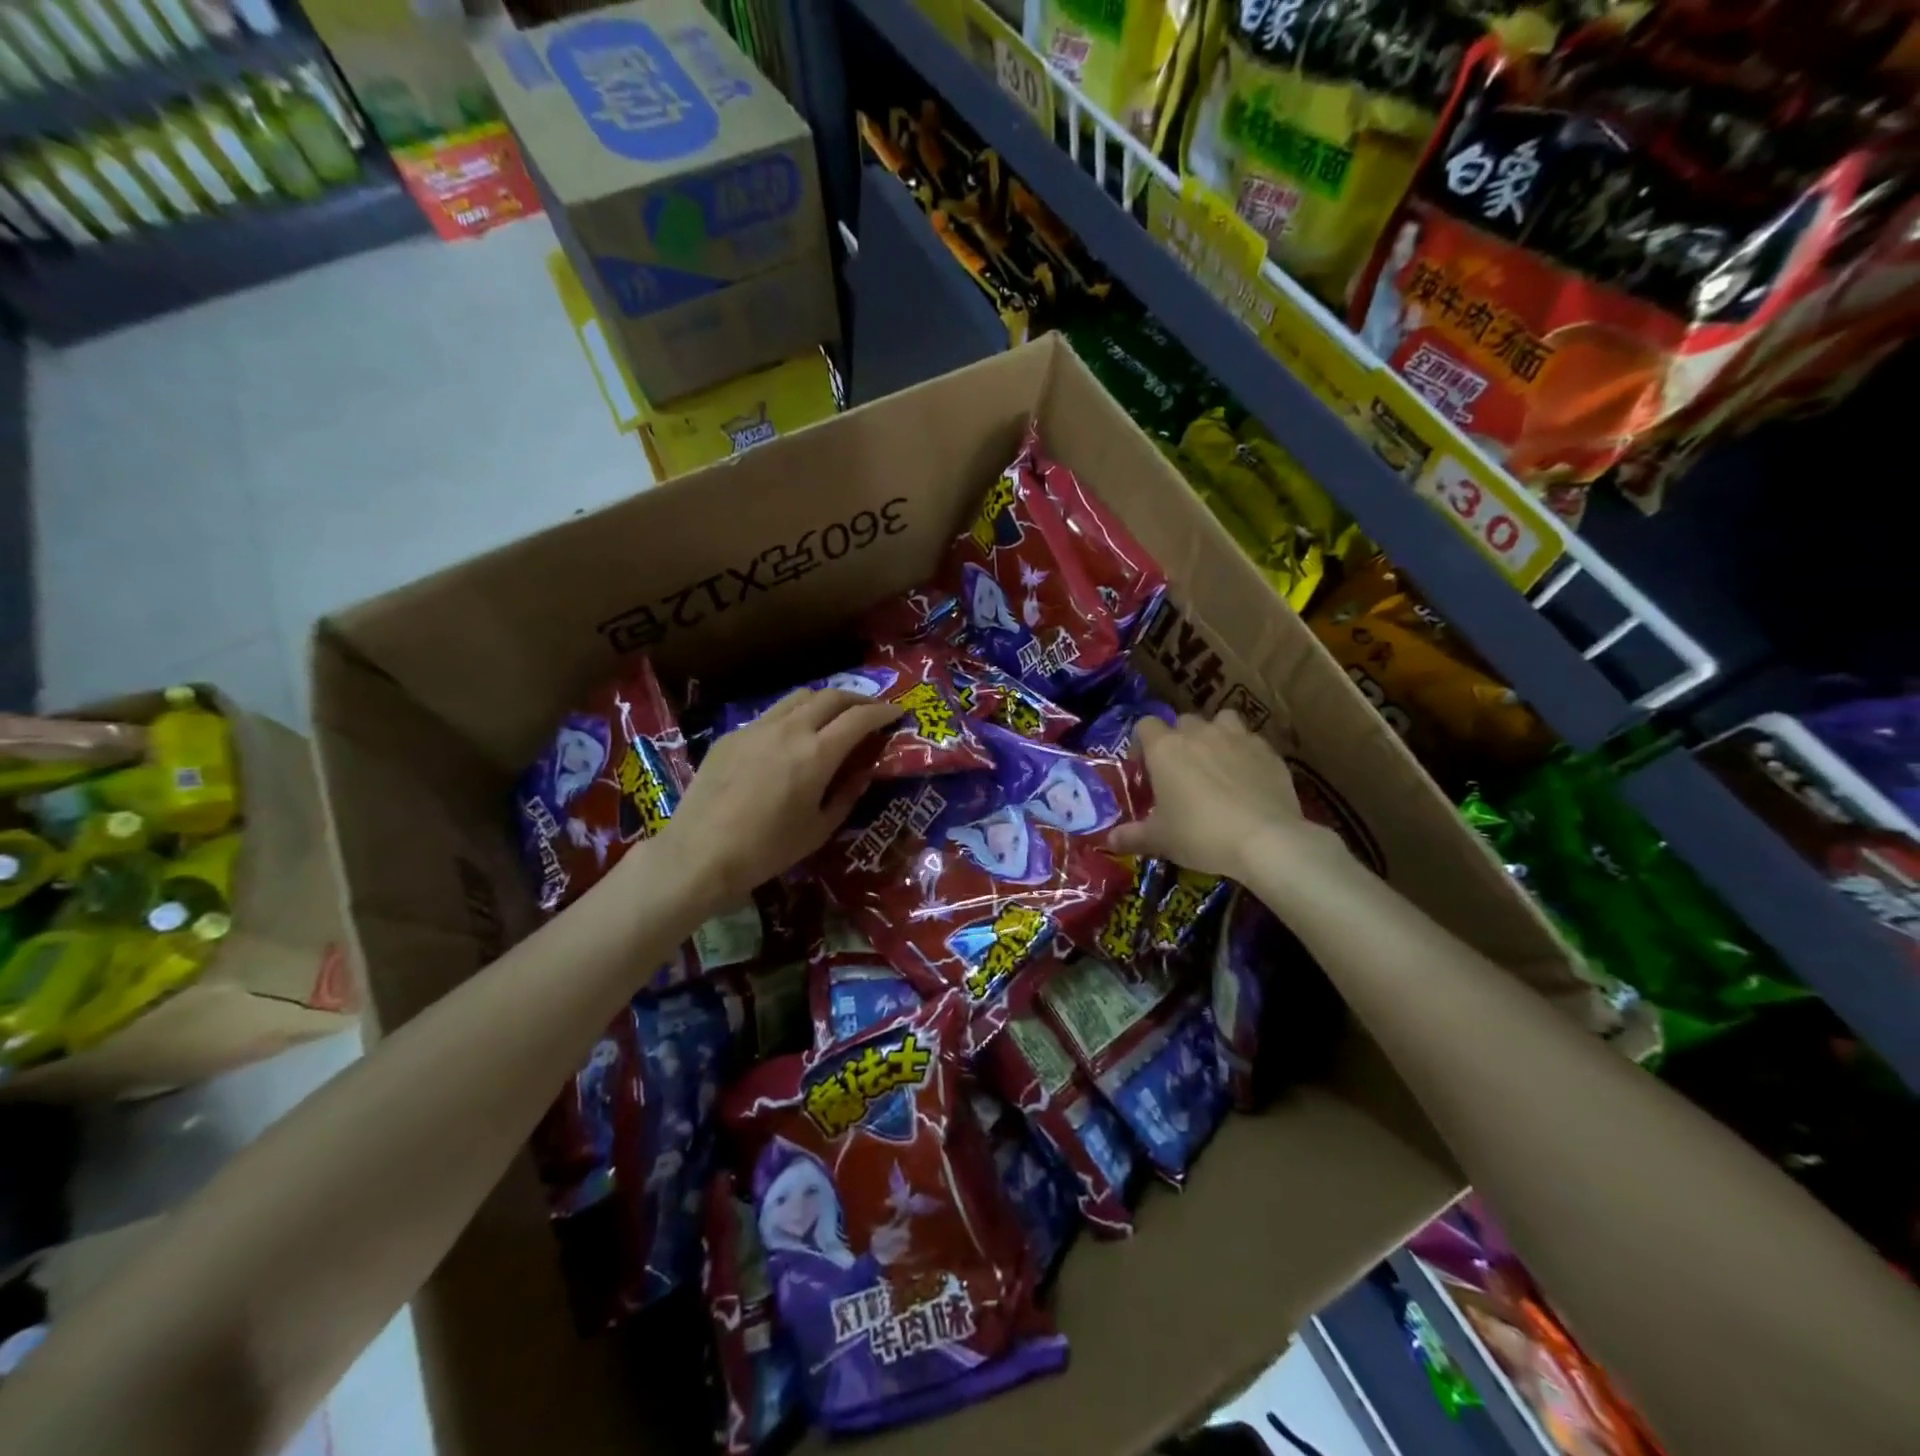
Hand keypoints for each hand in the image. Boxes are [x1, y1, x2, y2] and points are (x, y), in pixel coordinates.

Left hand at [659, 689, 901, 916]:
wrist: (700, 854)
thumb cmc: (767, 850)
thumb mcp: (819, 829)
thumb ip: (847, 795)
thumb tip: (862, 772)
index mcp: (817, 754)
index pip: (860, 718)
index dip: (883, 711)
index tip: (897, 713)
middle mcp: (790, 730)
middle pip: (831, 696)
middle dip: (857, 699)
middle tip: (870, 711)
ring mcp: (756, 728)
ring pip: (799, 697)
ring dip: (824, 701)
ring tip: (833, 717)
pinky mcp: (732, 736)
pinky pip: (771, 715)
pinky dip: (792, 718)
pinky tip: (790, 740)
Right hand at [1107, 710, 1339, 880]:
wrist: (1265, 839)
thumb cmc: (1200, 834)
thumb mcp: (1160, 840)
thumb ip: (1132, 836)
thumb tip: (1108, 840)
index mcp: (1166, 748)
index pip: (1145, 725)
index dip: (1142, 743)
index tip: (1145, 769)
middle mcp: (1199, 733)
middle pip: (1183, 721)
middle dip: (1179, 739)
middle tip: (1180, 771)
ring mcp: (1237, 737)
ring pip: (1221, 720)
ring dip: (1215, 735)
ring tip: (1216, 763)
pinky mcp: (1268, 751)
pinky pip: (1250, 741)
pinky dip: (1244, 753)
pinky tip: (1247, 778)